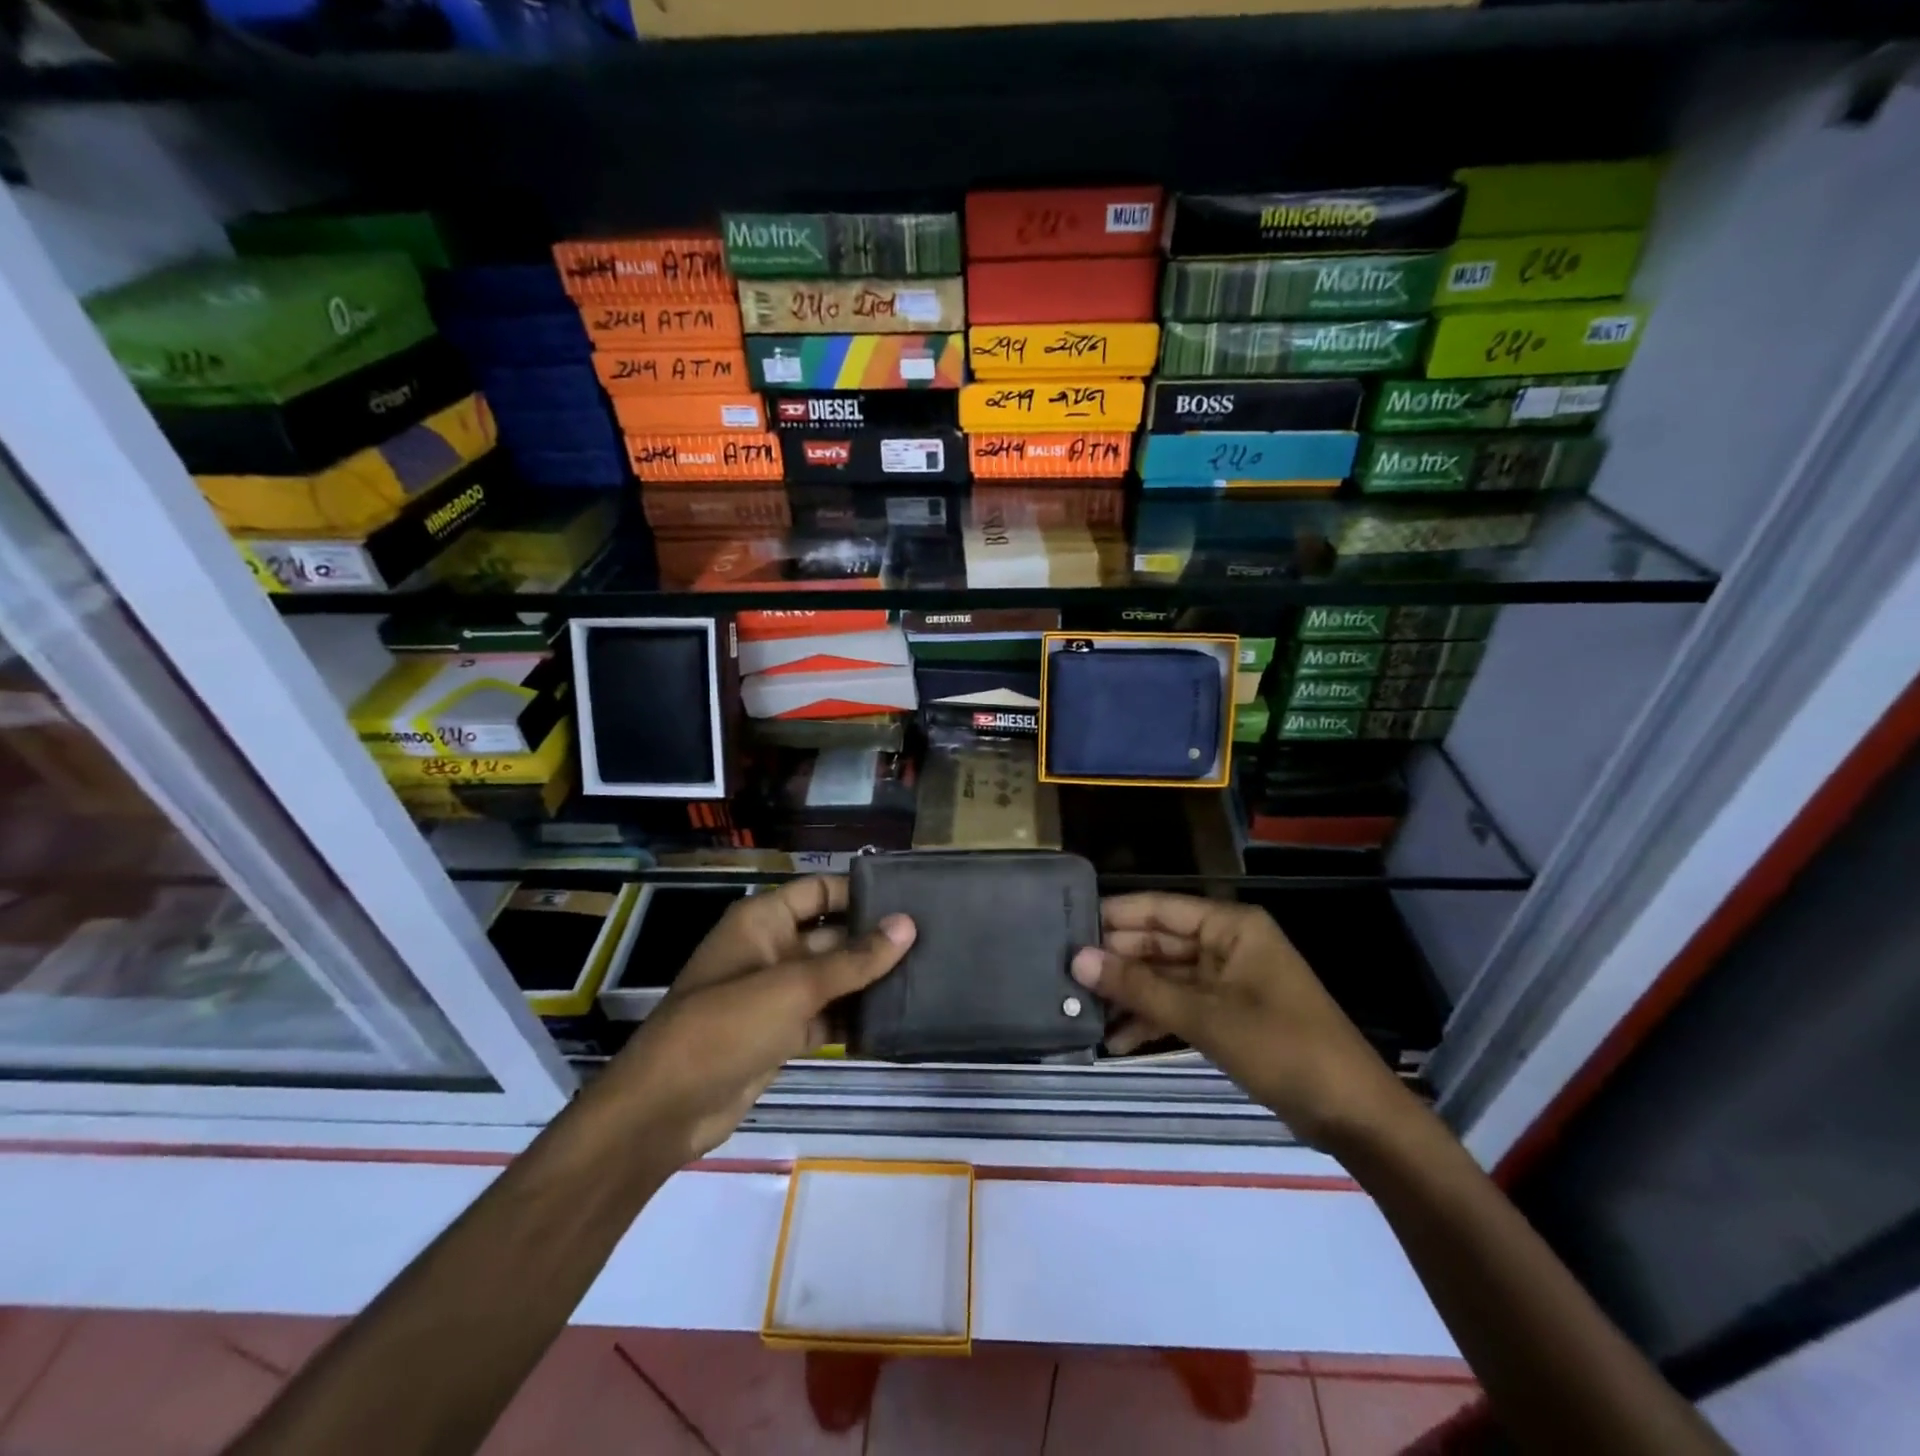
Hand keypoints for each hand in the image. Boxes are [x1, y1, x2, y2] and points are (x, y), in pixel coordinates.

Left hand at [601, 877, 914, 1161]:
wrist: (666, 1109)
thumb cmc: (726, 1026)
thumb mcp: (794, 987)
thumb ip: (854, 959)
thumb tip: (907, 924)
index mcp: (763, 921)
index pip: (819, 890)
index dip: (858, 891)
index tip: (910, 898)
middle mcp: (771, 950)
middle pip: (831, 935)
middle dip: (873, 940)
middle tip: (932, 942)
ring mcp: (775, 994)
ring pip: (831, 979)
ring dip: (868, 981)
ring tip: (925, 978)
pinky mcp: (780, 1034)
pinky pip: (825, 1016)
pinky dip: (852, 1020)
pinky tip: (894, 1021)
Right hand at [1072, 893, 1412, 1148]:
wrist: (1354, 1116)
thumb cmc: (1283, 1049)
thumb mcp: (1206, 1018)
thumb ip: (1140, 988)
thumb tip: (1078, 960)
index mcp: (1229, 926)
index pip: (1157, 908)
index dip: (1112, 917)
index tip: (1064, 928)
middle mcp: (1225, 944)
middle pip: (1157, 943)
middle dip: (1115, 963)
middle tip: (1063, 978)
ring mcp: (1226, 981)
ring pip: (1164, 977)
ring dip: (1129, 995)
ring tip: (1081, 1013)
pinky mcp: (1227, 1014)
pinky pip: (1179, 1006)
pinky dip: (1151, 1021)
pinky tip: (1116, 1041)